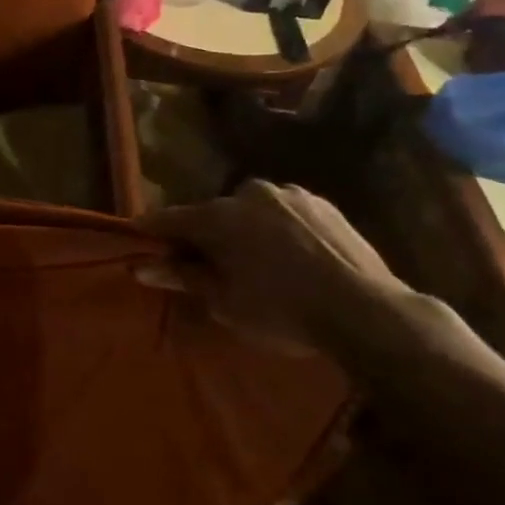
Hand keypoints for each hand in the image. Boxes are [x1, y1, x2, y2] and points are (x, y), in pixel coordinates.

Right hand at [139, 182, 401, 350]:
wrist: (365, 311)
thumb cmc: (281, 310)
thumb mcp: (223, 302)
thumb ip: (182, 277)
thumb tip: (141, 267)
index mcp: (217, 216)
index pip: (168, 219)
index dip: (151, 232)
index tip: (139, 242)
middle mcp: (248, 193)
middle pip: (213, 214)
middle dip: (206, 236)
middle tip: (211, 267)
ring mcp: (289, 194)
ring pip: (251, 212)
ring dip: (245, 231)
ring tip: (258, 266)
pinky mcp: (322, 203)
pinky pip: (284, 214)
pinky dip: (278, 231)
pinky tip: (293, 260)